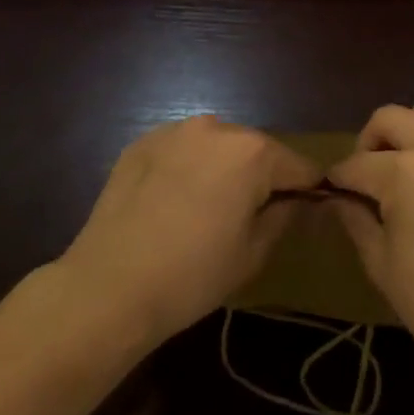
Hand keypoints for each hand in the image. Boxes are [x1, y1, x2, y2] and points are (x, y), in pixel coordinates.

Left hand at [58, 116, 317, 345]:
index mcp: (252, 152)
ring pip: (216, 146)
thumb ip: (284, 215)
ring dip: (221, 168)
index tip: (302, 212)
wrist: (108, 286)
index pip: (298, 166)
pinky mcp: (141, 142)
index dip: (305, 190)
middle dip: (260, 176)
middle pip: (256, 150)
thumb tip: (297, 200)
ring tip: (206, 209)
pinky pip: (181, 150)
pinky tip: (172, 202)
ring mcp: (174, 131)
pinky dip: (186, 167)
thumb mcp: (253, 252)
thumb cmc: (192, 275)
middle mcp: (216, 128)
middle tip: (248, 216)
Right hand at [329, 102, 413, 373]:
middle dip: (368, 141)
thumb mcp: (382, 263)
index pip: (358, 163)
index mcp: (406, 172)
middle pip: (391, 118)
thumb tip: (338, 200)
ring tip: (400, 169)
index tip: (330, 191)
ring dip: (406, 132)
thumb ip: (356, 220)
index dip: (339, 178)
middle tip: (364, 176)